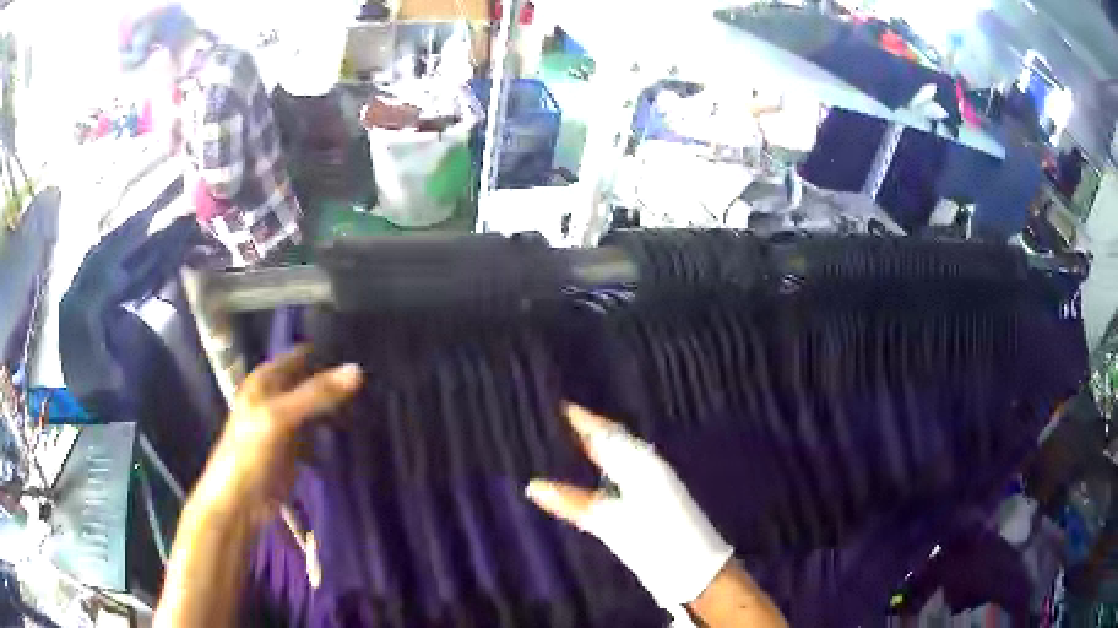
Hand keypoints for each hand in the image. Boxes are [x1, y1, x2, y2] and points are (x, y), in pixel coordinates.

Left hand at [192, 346, 362, 524]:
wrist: (239, 503)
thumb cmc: (251, 453)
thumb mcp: (280, 418)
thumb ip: (316, 394)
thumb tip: (357, 369)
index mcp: (265, 380)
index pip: (301, 355)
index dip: (328, 352)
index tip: (364, 350)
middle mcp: (275, 396)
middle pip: (311, 381)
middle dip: (337, 381)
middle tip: (375, 379)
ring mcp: (285, 424)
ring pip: (317, 407)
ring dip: (338, 406)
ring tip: (374, 401)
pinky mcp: (294, 449)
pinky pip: (318, 432)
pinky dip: (333, 430)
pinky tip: (356, 430)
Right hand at [525, 405, 733, 608]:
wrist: (695, 568)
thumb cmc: (654, 541)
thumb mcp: (610, 522)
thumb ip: (573, 503)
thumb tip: (533, 485)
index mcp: (641, 464)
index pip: (607, 433)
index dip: (584, 421)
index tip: (558, 404)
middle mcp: (648, 467)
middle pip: (615, 441)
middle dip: (589, 431)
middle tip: (558, 420)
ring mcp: (654, 484)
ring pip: (621, 457)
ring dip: (598, 448)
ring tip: (569, 441)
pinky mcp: (655, 501)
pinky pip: (625, 472)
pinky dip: (607, 467)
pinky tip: (594, 473)